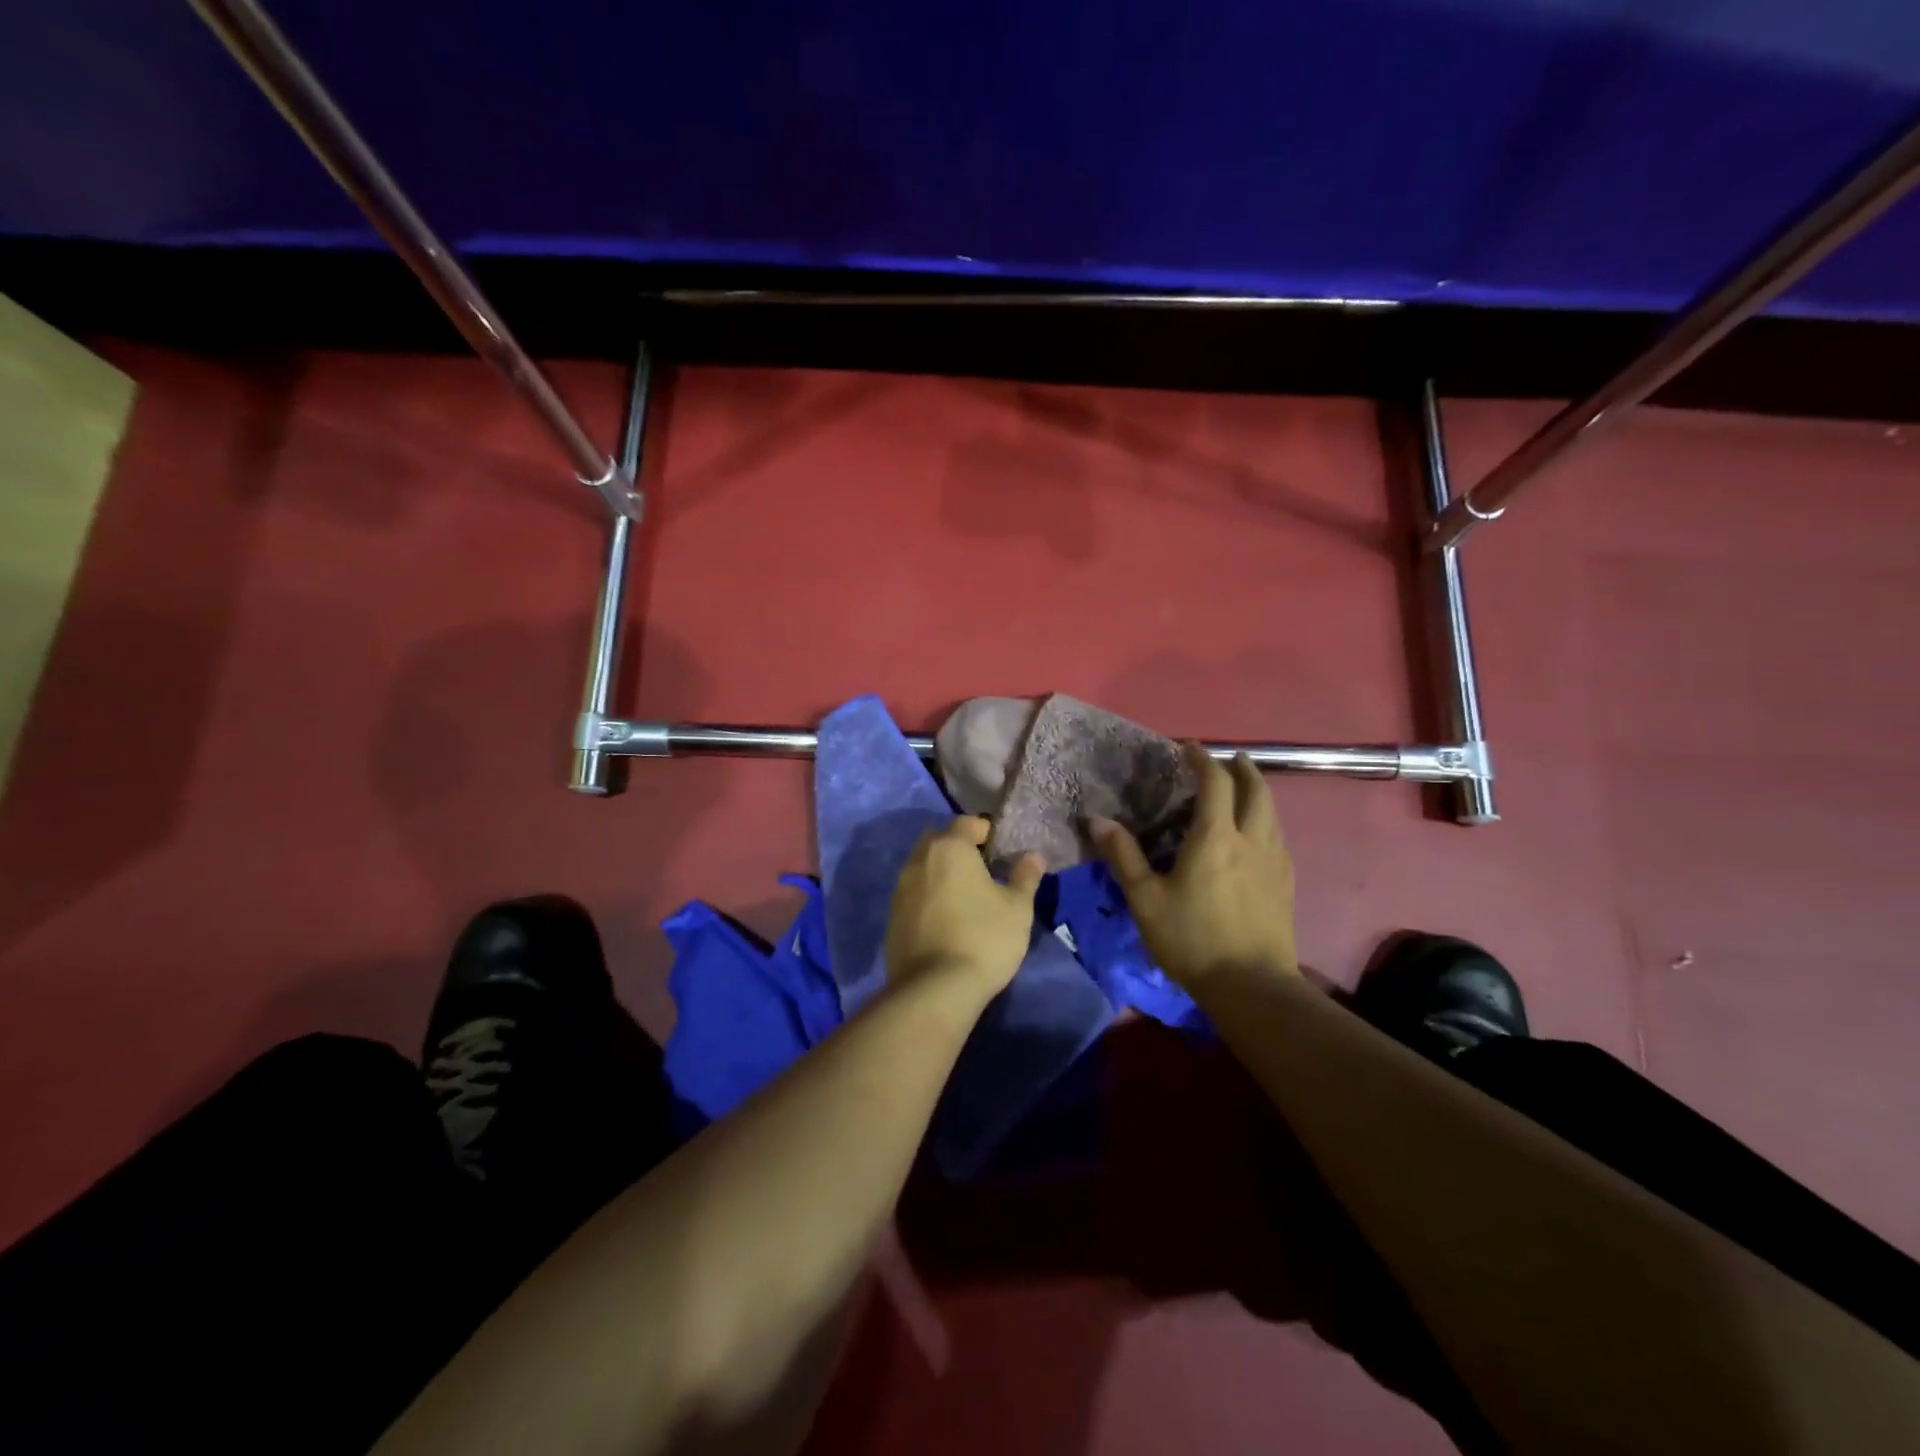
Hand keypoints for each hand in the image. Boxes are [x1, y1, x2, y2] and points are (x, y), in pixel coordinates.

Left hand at [884, 818, 1044, 998]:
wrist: (935, 989)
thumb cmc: (984, 938)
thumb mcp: (1017, 908)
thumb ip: (1025, 877)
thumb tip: (1033, 856)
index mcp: (949, 848)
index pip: (967, 823)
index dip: (986, 832)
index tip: (1002, 852)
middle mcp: (918, 860)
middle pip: (939, 841)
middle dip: (959, 849)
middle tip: (983, 872)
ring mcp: (900, 889)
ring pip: (923, 867)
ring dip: (941, 874)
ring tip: (965, 898)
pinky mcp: (891, 918)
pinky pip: (913, 895)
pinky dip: (928, 898)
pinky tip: (946, 921)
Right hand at [1092, 743, 1296, 987]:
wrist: (1251, 986)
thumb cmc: (1191, 939)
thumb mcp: (1145, 899)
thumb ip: (1123, 856)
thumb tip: (1098, 820)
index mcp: (1215, 837)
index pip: (1214, 782)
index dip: (1202, 759)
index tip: (1188, 748)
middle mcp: (1251, 839)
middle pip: (1256, 789)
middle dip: (1242, 768)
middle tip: (1229, 759)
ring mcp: (1274, 861)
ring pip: (1273, 812)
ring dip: (1258, 791)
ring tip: (1244, 789)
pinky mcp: (1286, 883)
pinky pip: (1278, 836)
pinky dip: (1267, 820)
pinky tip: (1257, 835)